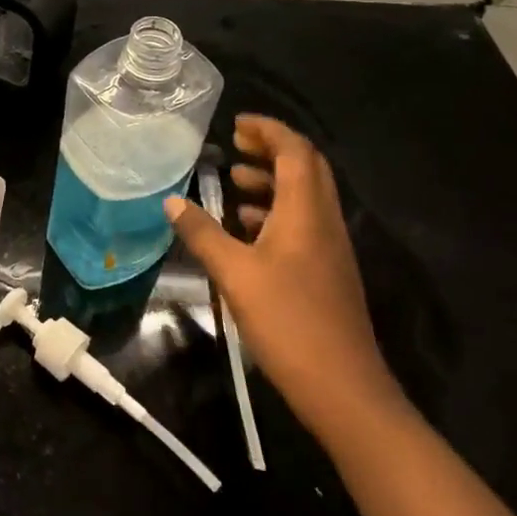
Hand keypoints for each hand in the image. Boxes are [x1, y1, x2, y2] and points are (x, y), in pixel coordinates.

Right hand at [164, 115, 401, 439]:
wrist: (345, 391)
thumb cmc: (289, 323)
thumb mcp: (235, 275)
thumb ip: (202, 234)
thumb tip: (171, 201)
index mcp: (306, 212)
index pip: (296, 151)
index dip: (268, 130)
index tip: (236, 124)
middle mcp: (324, 222)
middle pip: (306, 168)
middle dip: (271, 149)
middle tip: (234, 145)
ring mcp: (329, 249)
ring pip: (304, 197)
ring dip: (272, 181)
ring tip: (234, 181)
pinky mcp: (326, 273)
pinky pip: (302, 223)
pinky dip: (275, 211)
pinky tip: (245, 227)